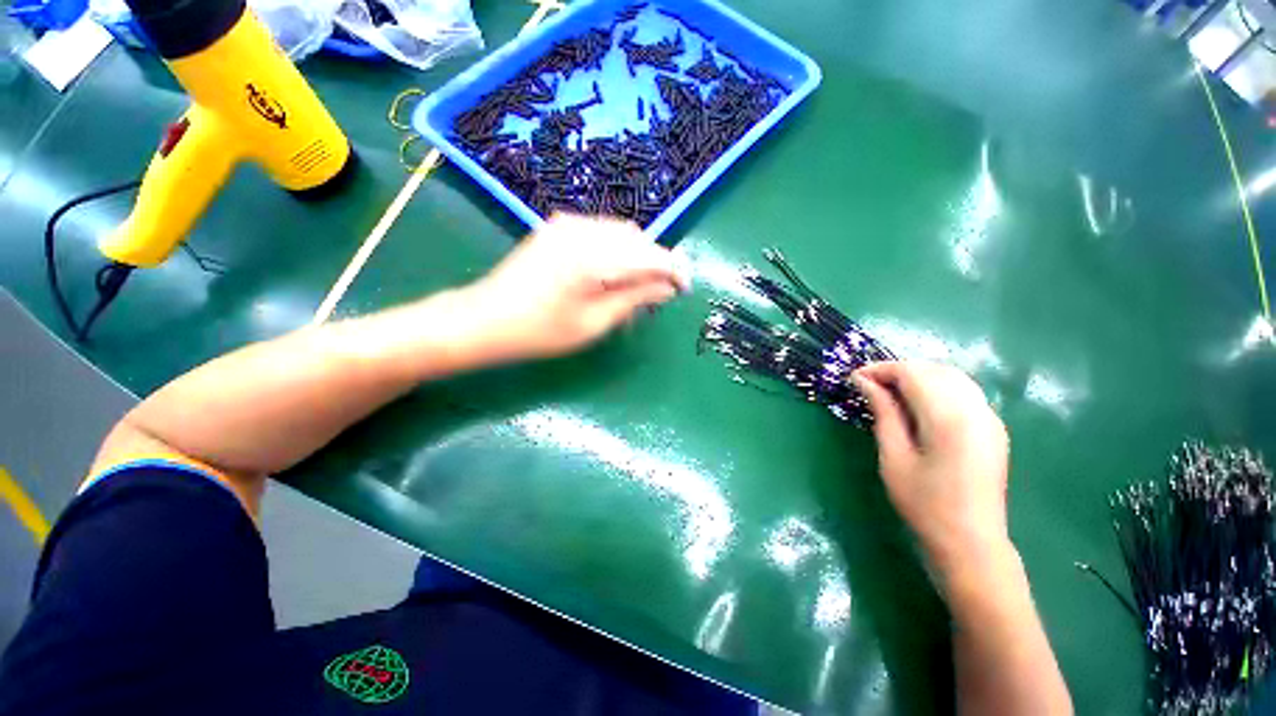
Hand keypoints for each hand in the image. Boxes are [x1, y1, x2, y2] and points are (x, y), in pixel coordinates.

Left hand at [455, 214, 690, 362]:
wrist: (486, 318)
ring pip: (622, 233)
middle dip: (655, 264)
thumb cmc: (541, 331)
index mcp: (593, 256)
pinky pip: (602, 232)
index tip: (683, 289)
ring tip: (636, 287)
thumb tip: (667, 288)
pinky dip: (617, 251)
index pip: (650, 255)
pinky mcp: (559, 227)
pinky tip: (612, 274)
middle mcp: (583, 229)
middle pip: (638, 239)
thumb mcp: (595, 323)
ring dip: (637, 256)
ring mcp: (568, 224)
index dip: (673, 270)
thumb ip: (635, 299)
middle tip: (658, 294)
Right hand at [852, 362, 1010, 580]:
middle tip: (867, 384)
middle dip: (898, 370)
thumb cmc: (924, 503)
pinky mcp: (993, 428)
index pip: (913, 373)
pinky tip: (917, 403)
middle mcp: (976, 410)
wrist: (971, 542)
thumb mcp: (894, 456)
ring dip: (917, 376)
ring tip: (888, 391)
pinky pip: (963, 391)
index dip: (881, 369)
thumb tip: (863, 381)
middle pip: (934, 369)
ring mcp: (990, 418)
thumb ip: (883, 412)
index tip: (854, 377)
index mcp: (950, 419)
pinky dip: (936, 387)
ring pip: (951, 376)